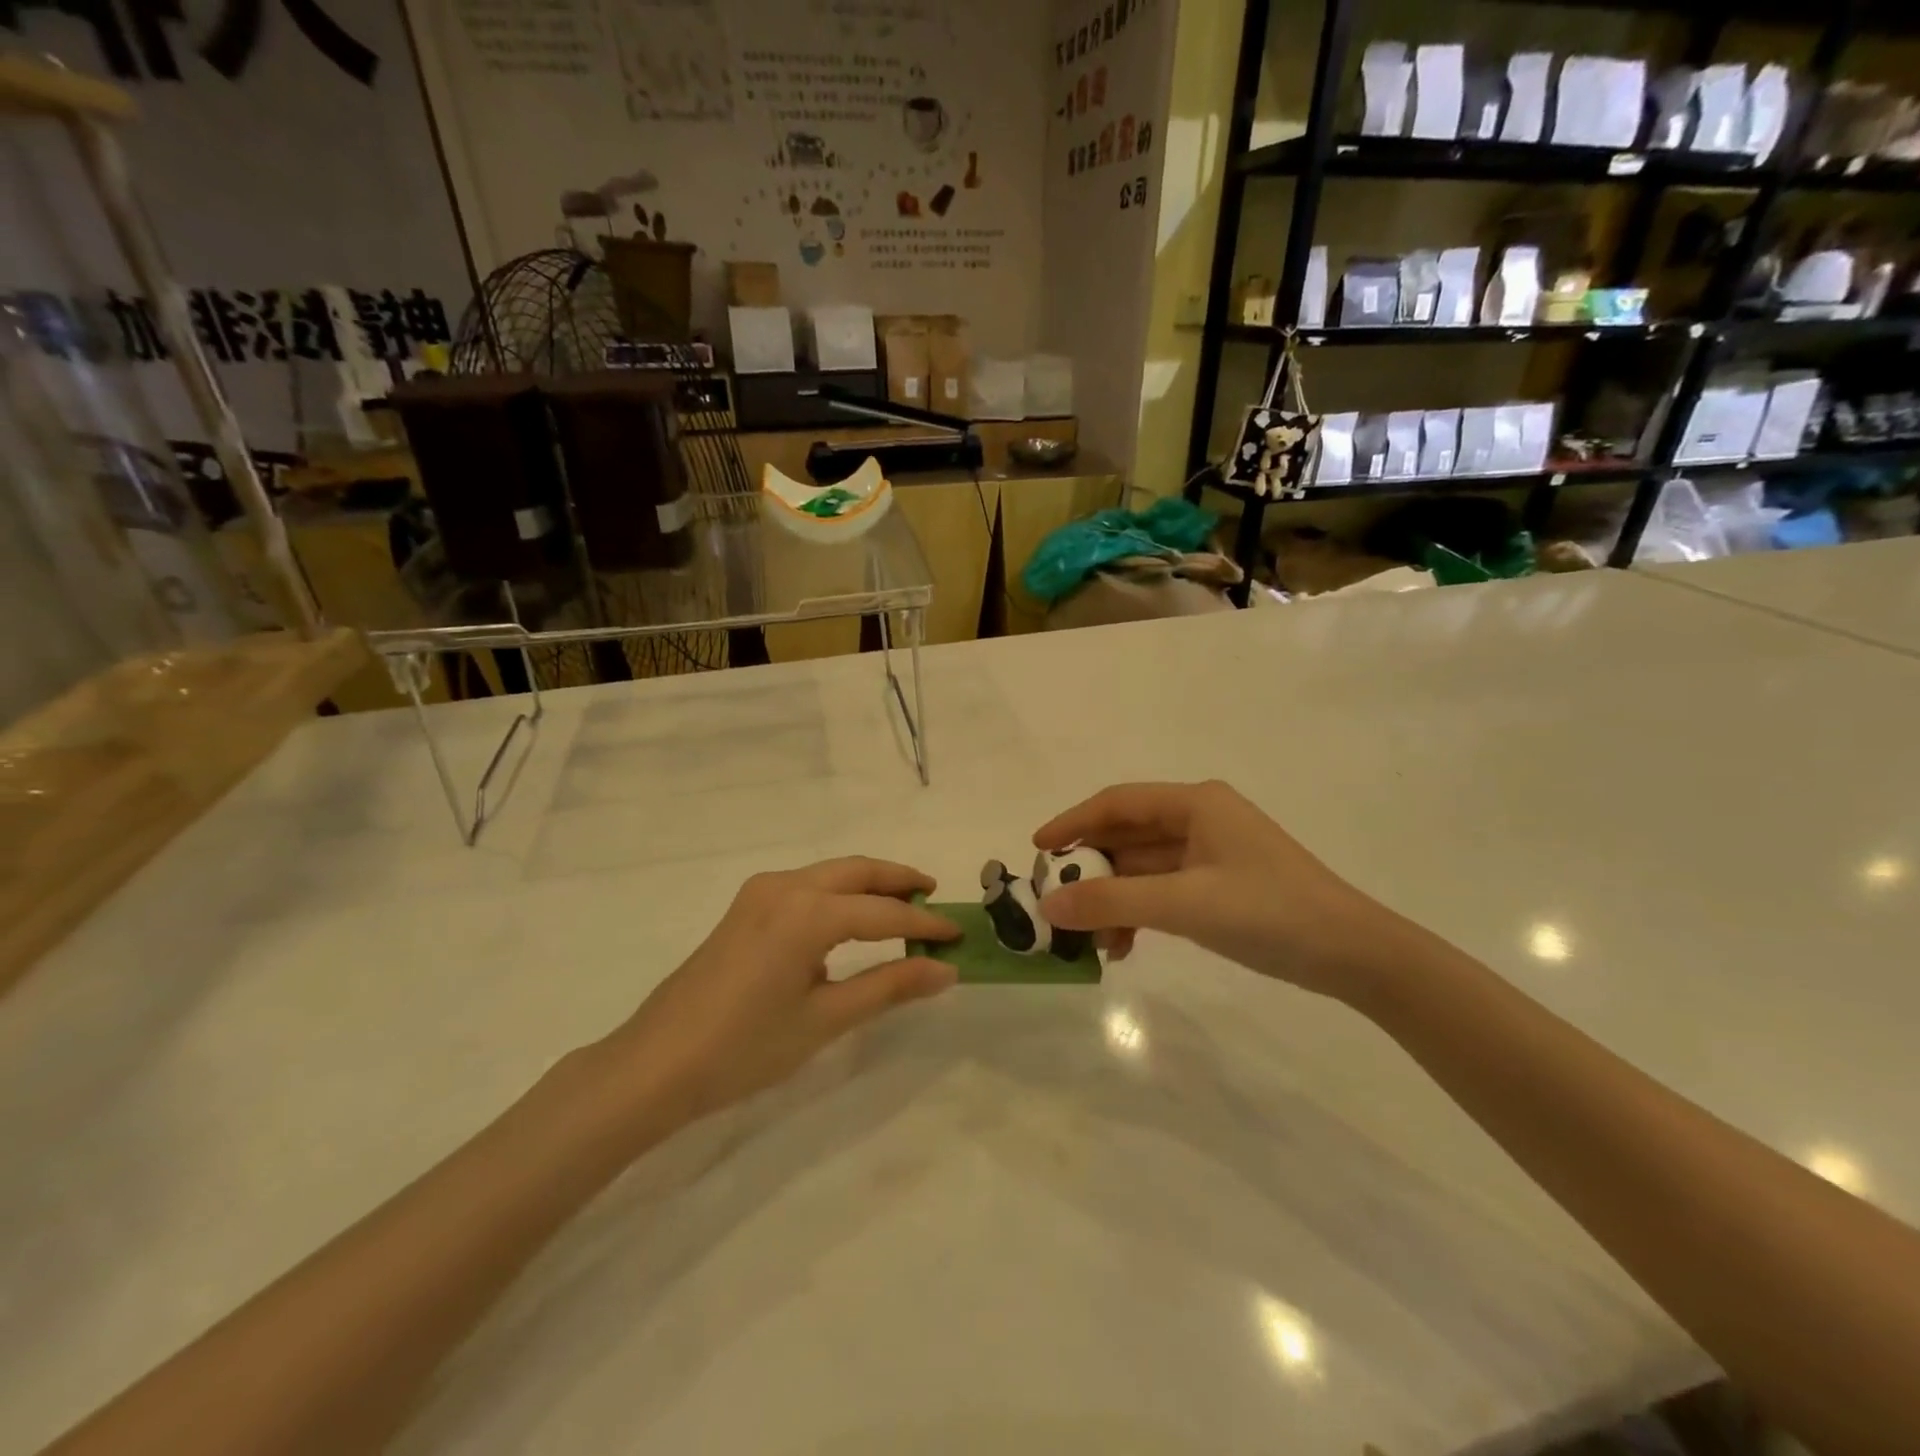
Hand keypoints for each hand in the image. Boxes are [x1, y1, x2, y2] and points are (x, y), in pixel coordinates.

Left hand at [601, 858, 960, 1124]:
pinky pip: (807, 885)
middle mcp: (785, 886)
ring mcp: (760, 892)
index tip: (958, 936)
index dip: (924, 924)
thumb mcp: (825, 1019)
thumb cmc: (744, 1048)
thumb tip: (945, 970)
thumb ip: (888, 987)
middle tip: (935, 898)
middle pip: (857, 870)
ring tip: (903, 905)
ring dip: (869, 883)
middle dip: (899, 880)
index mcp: (807, 912)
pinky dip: (839, 892)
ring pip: (830, 873)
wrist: (655, 1064)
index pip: (883, 912)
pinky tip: (851, 919)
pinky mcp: (746, 906)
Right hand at [1033, 781, 1399, 999]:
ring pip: (1143, 869)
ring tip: (1092, 942)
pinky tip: (1125, 946)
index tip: (1036, 850)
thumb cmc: (1269, 912)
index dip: (1072, 823)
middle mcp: (1200, 819)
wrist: (1354, 954)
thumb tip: (1046, 906)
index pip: (1117, 803)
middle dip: (1091, 871)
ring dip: (1114, 900)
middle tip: (1056, 902)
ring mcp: (1211, 854)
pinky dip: (1140, 914)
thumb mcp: (1184, 904)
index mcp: (1195, 803)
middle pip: (1127, 836)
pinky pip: (1163, 891)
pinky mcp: (1220, 886)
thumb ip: (1112, 901)